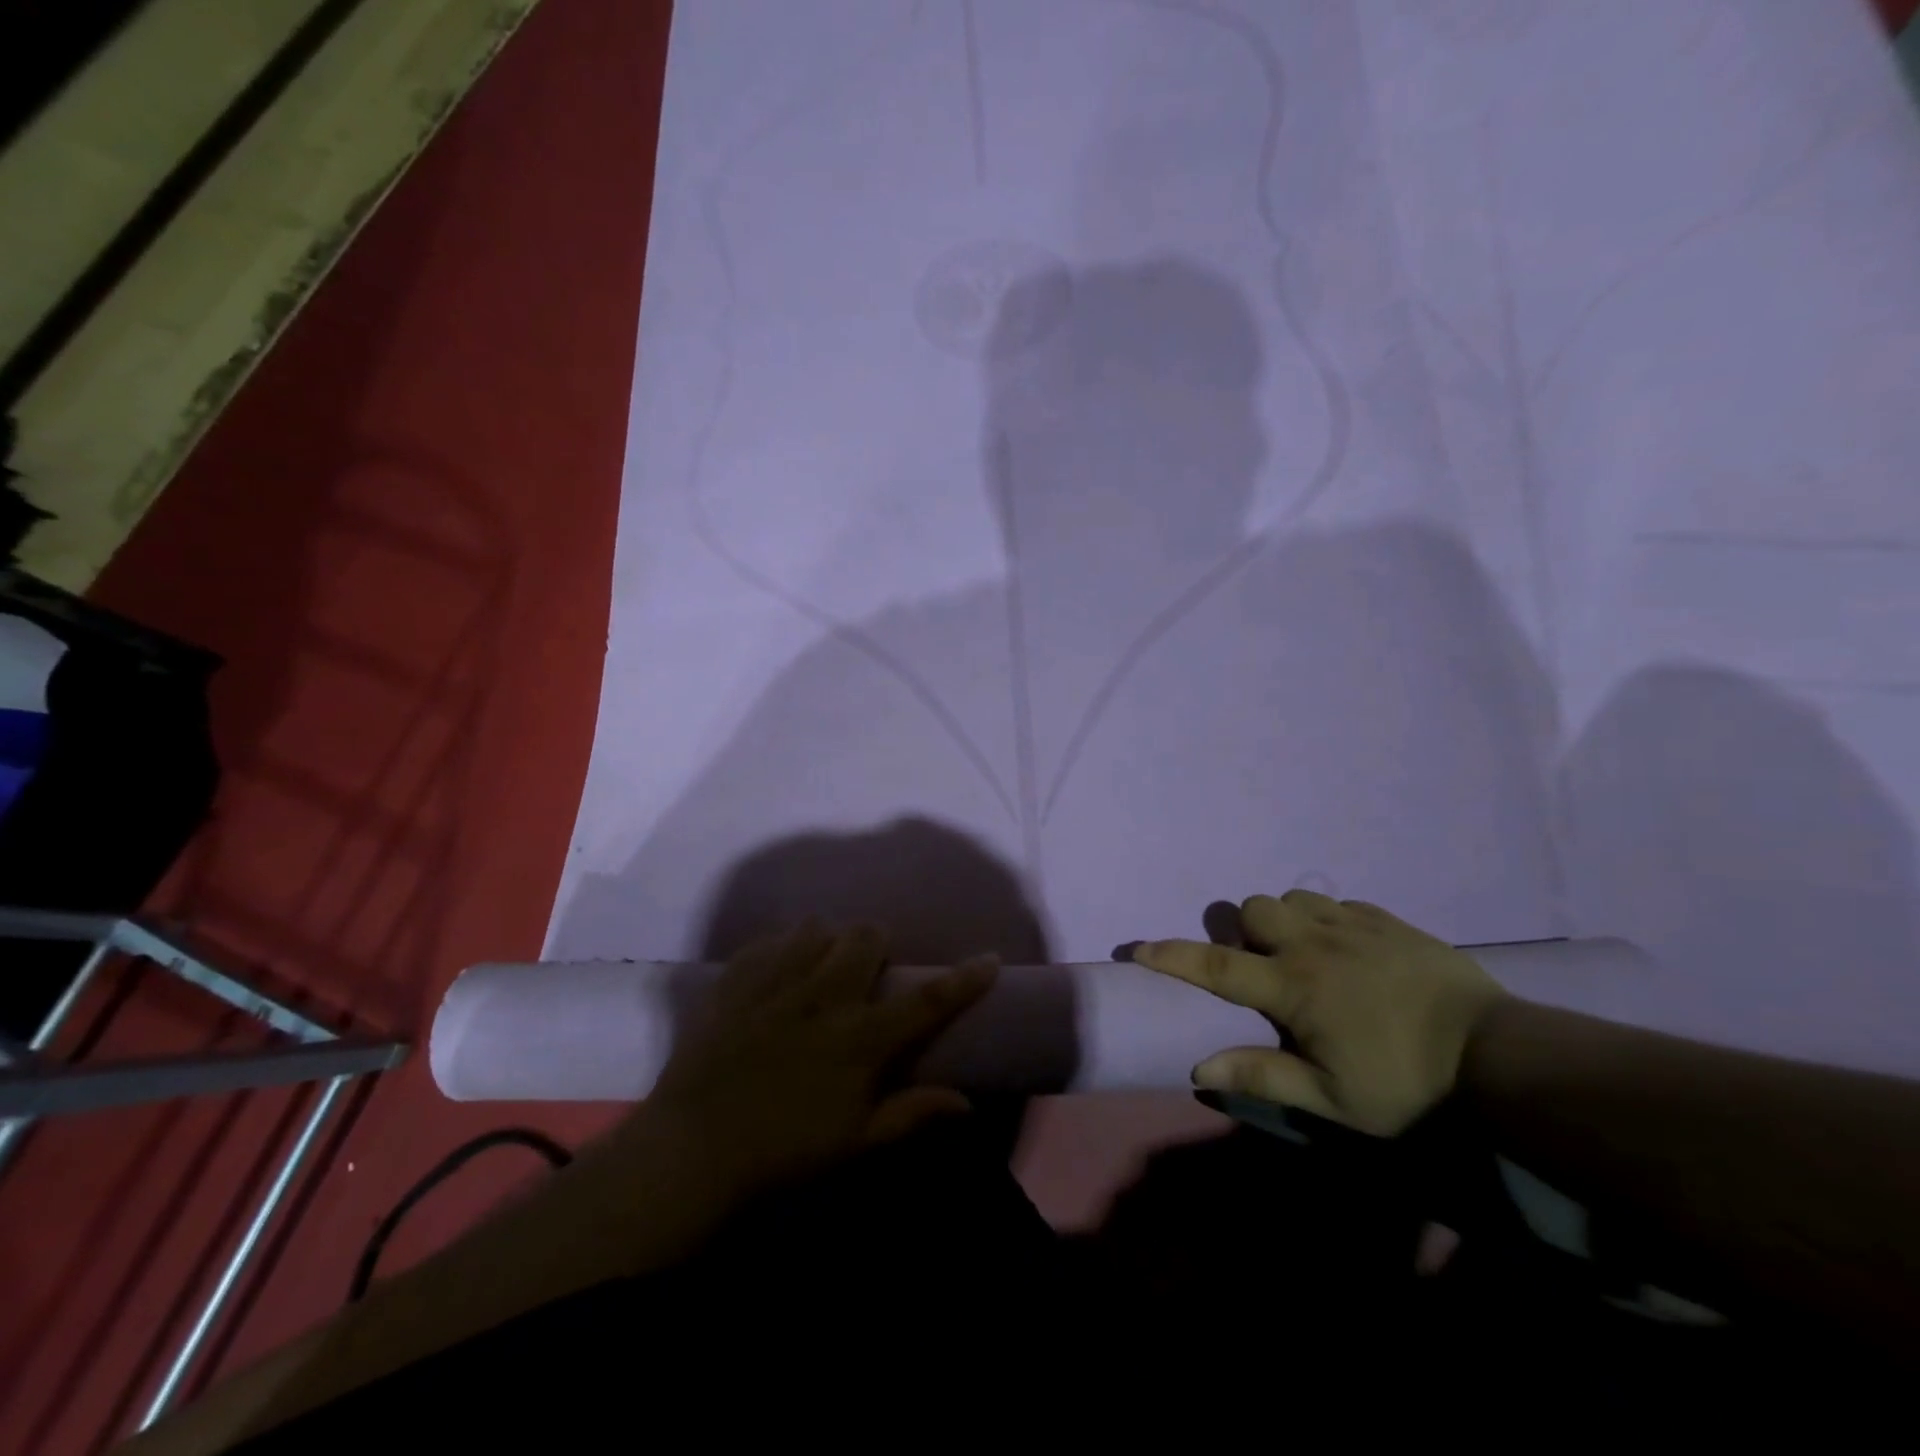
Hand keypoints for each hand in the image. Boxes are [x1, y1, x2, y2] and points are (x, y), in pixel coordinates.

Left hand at [646, 918, 997, 1194]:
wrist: (691, 1153)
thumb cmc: (783, 1155)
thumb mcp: (855, 1145)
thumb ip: (912, 1115)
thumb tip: (966, 1103)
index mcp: (859, 1038)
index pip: (926, 1000)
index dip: (964, 978)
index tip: (989, 957)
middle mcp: (823, 996)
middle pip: (865, 936)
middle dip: (876, 942)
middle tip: (869, 968)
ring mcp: (775, 983)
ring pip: (815, 928)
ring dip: (826, 941)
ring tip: (820, 965)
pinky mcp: (735, 982)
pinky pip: (766, 942)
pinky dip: (779, 949)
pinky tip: (776, 971)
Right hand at [1133, 890, 1510, 1135]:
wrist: (1497, 1056)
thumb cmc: (1407, 1085)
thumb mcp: (1332, 1099)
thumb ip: (1264, 1075)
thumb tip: (1198, 1067)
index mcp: (1293, 988)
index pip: (1217, 967)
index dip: (1173, 956)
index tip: (1140, 948)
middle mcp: (1313, 946)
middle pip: (1254, 909)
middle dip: (1246, 930)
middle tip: (1265, 966)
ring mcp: (1353, 927)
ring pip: (1295, 897)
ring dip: (1287, 919)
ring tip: (1306, 953)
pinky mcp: (1388, 922)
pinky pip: (1341, 903)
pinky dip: (1330, 920)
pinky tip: (1349, 950)